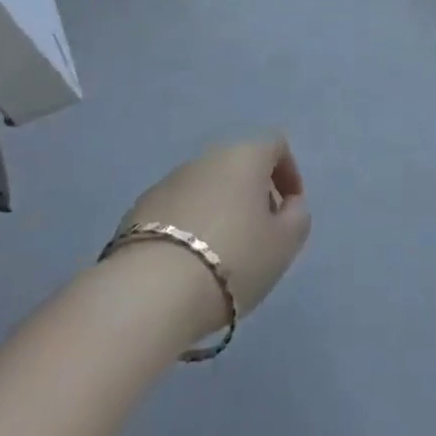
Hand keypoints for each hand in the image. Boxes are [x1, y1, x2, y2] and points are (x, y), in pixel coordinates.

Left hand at [114, 136, 311, 341]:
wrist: (152, 290)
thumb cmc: (233, 260)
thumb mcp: (283, 245)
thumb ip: (296, 217)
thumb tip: (288, 204)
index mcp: (244, 156)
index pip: (275, 145)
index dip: (289, 173)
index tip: (290, 210)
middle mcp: (206, 157)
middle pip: (239, 165)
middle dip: (253, 194)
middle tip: (260, 235)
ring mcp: (169, 180)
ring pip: (207, 187)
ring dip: (221, 210)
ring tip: (223, 255)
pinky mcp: (139, 208)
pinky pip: (178, 209)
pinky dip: (190, 226)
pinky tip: (189, 262)